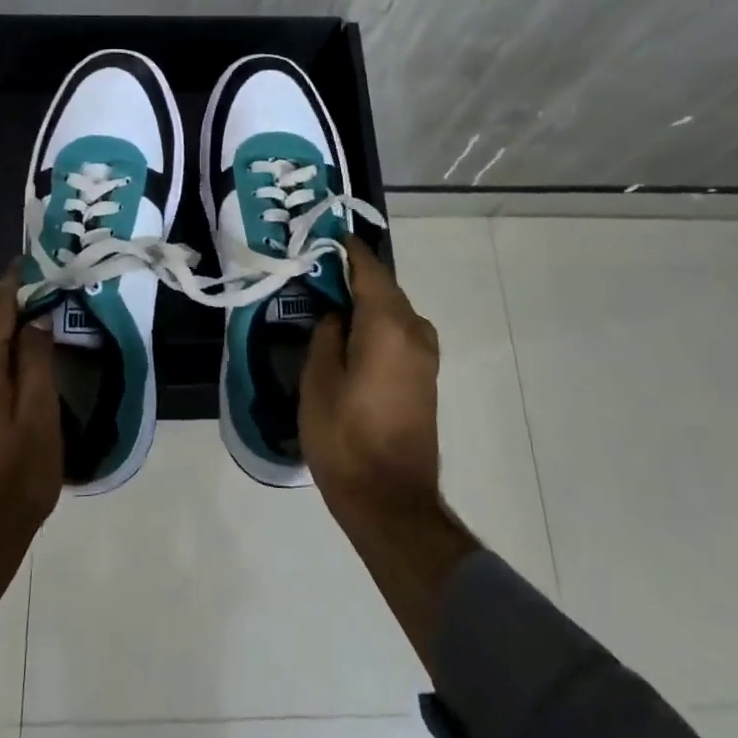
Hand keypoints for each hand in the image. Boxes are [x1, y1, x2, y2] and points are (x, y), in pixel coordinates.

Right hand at [302, 235, 443, 522]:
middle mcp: (414, 330)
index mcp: (388, 323)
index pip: (368, 267)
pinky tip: (348, 332)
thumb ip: (326, 334)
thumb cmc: (346, 437)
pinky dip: (374, 322)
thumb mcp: (318, 380)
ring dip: (363, 300)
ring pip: (391, 309)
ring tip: (326, 300)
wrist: (391, 502)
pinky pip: (397, 331)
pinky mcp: (424, 376)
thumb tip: (336, 314)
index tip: (321, 235)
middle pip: (382, 286)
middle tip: (313, 269)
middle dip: (351, 274)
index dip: (345, 248)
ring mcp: (424, 354)